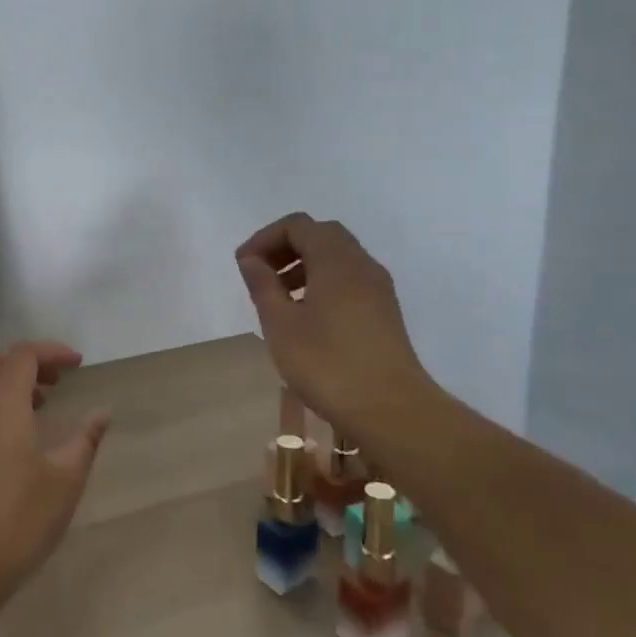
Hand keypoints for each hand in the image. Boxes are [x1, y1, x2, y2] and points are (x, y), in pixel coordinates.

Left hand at [0, 341, 111, 601]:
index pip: (23, 355)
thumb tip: (103, 413)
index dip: (52, 352)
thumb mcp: (65, 480)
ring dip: (10, 383)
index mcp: (3, 405)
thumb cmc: (20, 519)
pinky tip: (16, 438)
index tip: (78, 364)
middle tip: (58, 380)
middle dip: (29, 362)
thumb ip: (86, 440)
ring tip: (41, 406)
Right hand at [235, 213, 435, 436]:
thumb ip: (263, 285)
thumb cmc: (327, 364)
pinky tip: (306, 317)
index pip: (298, 225)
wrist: (391, 410)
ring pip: (337, 258)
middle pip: (321, 235)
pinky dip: (322, 283)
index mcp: (336, 260)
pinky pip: (349, 280)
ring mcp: (378, 288)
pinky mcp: (384, 312)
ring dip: (304, 266)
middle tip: (260, 275)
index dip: (265, 238)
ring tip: (279, 298)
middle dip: (286, 248)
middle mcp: (361, 264)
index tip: (244, 265)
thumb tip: (251, 259)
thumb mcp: (281, 325)